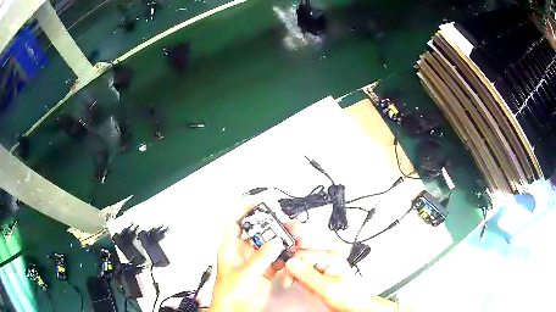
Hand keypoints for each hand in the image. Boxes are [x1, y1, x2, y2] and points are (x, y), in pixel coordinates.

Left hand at [209, 204, 288, 311]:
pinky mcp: (266, 269)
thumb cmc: (228, 293)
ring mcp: (256, 260)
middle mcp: (243, 251)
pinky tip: (293, 249)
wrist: (235, 309)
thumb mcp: (244, 274)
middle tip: (284, 219)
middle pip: (258, 230)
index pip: (236, 221)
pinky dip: (286, 252)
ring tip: (293, 233)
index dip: (246, 208)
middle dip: (271, 223)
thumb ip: (261, 258)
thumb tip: (275, 242)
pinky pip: (278, 256)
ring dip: (282, 237)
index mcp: (230, 247)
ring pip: (270, 243)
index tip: (259, 201)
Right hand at [285, 250, 405, 311]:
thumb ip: (307, 275)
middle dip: (297, 274)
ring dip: (301, 278)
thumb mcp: (326, 288)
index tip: (288, 280)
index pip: (301, 254)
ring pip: (302, 266)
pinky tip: (312, 287)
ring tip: (310, 288)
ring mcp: (326, 264)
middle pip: (301, 259)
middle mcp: (328, 257)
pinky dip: (304, 281)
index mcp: (331, 256)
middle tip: (301, 285)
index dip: (292, 267)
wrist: (356, 306)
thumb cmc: (348, 297)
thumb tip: (290, 262)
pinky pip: (306, 272)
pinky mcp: (323, 271)